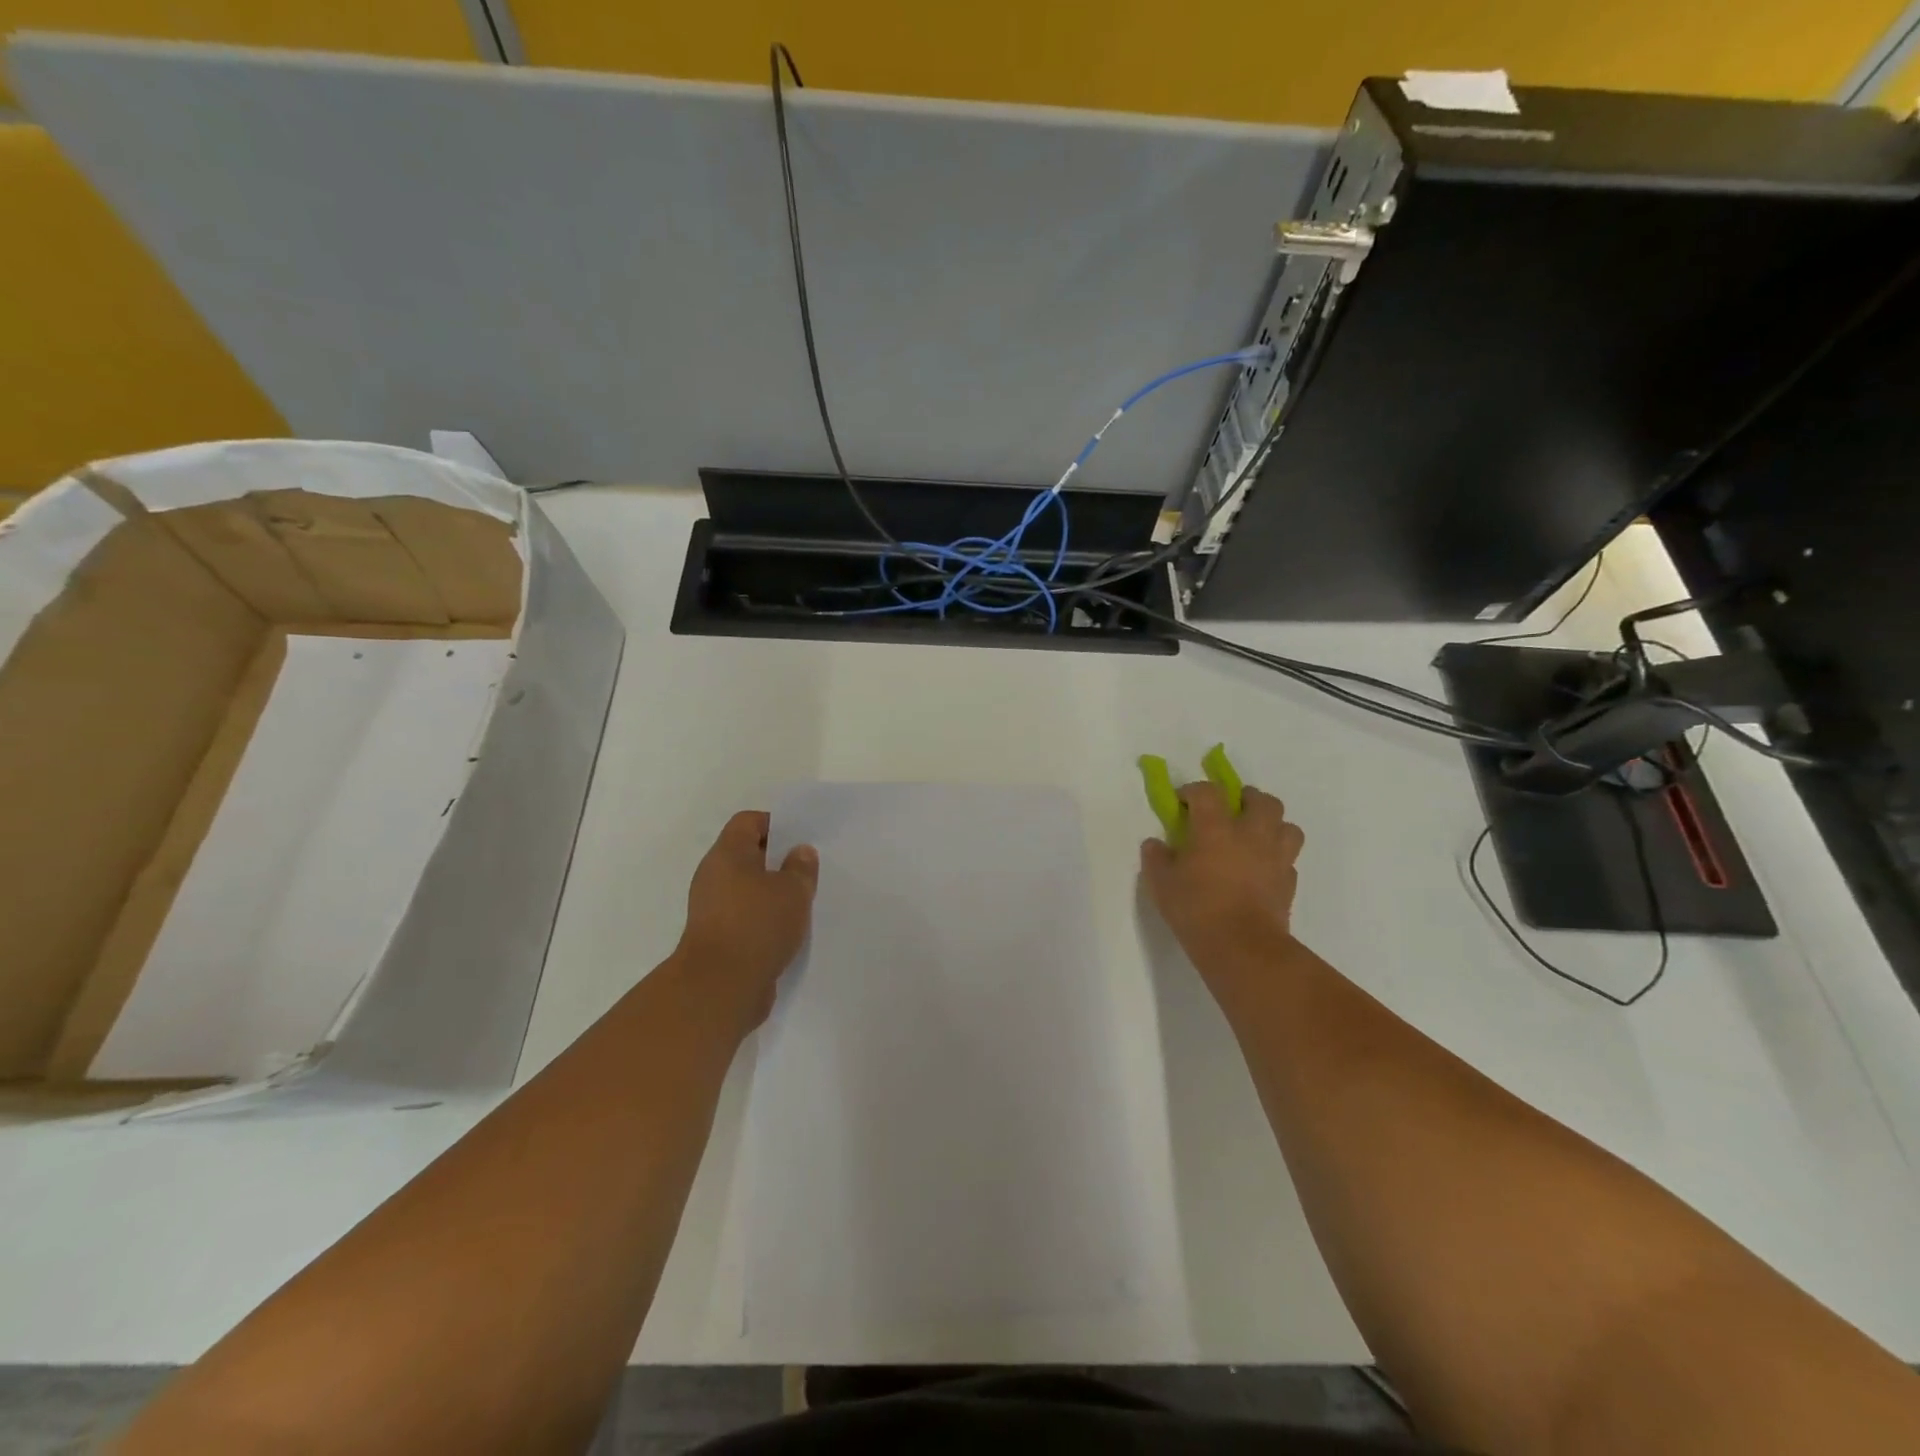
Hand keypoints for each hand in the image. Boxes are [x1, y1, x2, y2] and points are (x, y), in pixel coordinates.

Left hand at [672, 810, 818, 1031]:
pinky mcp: (717, 938)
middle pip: (747, 855)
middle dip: (777, 860)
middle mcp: (713, 876)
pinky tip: (788, 929)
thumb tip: (800, 851)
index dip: (776, 824)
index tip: (802, 838)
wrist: (720, 988)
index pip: (748, 821)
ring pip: (747, 888)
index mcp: (727, 854)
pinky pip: (745, 916)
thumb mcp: (793, 891)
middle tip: (807, 870)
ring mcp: (712, 909)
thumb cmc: (757, 925)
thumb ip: (800, 867)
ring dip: (772, 893)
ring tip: (803, 901)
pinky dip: (764, 918)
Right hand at [1140, 782, 1304, 976]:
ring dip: (1272, 825)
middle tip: (1230, 812)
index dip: (1193, 791)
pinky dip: (1277, 858)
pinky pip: (1288, 858)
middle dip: (1246, 799)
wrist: (1242, 946)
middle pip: (1261, 799)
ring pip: (1287, 825)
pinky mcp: (1289, 882)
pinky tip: (1261, 870)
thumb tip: (1156, 844)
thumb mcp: (1161, 883)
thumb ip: (1156, 858)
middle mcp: (1251, 833)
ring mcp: (1275, 857)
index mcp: (1216, 827)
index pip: (1207, 791)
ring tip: (1254, 838)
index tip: (1182, 803)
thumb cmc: (1196, 909)